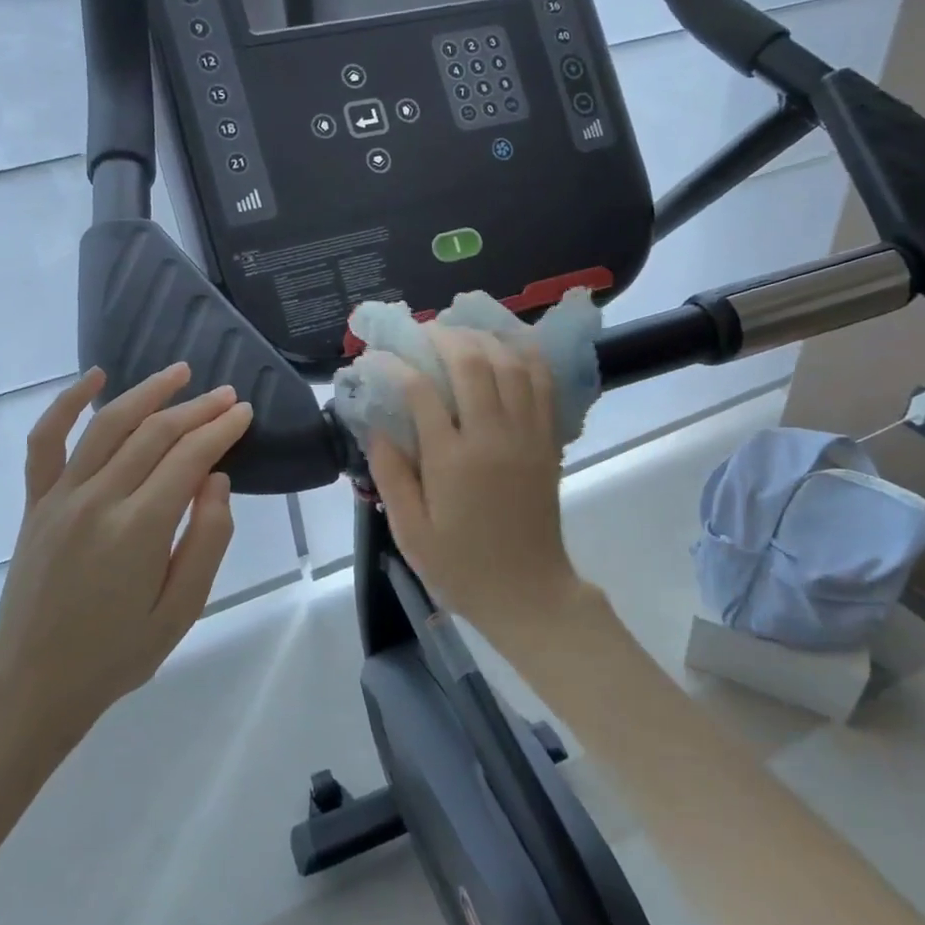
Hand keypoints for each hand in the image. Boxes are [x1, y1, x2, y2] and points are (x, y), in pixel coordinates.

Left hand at [0, 364, 252, 745]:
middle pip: (154, 434)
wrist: (32, 682)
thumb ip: (207, 540)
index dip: (220, 430)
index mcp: (139, 529)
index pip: (189, 458)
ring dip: (147, 393)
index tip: (244, 413)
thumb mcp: (182, 610)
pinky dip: (67, 403)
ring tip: (179, 373)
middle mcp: (98, 500)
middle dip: (197, 409)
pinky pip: (47, 441)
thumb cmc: (117, 654)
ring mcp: (60, 497)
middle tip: (228, 395)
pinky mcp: (36, 503)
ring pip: (108, 425)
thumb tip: (216, 479)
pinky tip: (94, 378)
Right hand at [367, 327, 585, 637]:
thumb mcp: (410, 532)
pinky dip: (527, 355)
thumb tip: (376, 427)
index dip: (395, 366)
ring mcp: (527, 435)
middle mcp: (493, 437)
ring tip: (461, 332)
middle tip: (422, 332)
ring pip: (511, 364)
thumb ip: (391, 475)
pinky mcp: (548, 441)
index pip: (420, 392)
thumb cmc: (461, 567)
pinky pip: (544, 384)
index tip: (377, 358)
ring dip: (484, 339)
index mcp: (452, 461)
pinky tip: (509, 345)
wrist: (527, 592)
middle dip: (443, 338)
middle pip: (472, 364)